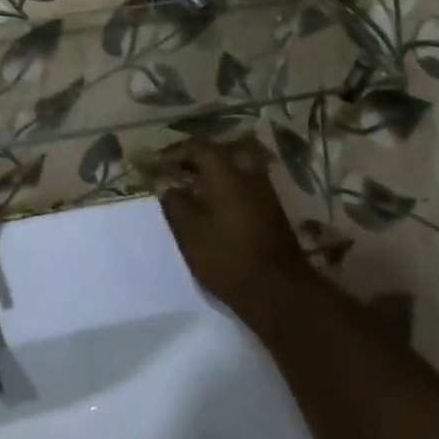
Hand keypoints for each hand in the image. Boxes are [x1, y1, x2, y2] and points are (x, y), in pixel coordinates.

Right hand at [158, 137, 308, 314]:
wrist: (278, 292)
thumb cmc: (227, 258)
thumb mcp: (189, 231)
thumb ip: (174, 202)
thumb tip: (165, 183)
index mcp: (226, 174)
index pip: (199, 146)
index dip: (176, 152)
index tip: (159, 166)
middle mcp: (249, 176)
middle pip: (224, 152)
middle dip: (201, 158)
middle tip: (182, 172)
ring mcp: (265, 193)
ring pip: (239, 168)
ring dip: (217, 173)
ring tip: (196, 190)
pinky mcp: (273, 212)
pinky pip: (248, 186)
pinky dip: (230, 187)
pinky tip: (216, 207)